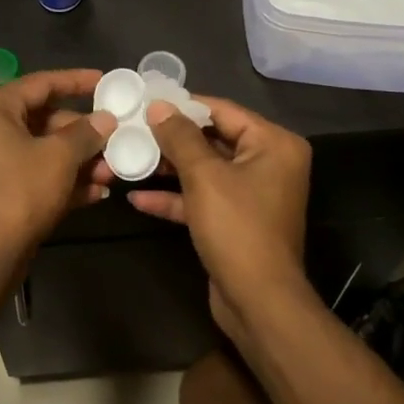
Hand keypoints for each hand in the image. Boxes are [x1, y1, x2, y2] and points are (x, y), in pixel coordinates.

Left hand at [0, 69, 116, 266]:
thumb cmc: (19, 192)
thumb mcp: (60, 157)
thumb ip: (86, 133)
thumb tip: (106, 119)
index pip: (41, 83)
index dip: (77, 81)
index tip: (105, 80)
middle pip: (43, 119)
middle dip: (83, 135)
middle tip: (115, 138)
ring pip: (41, 150)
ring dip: (78, 161)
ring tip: (111, 173)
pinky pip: (34, 174)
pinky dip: (62, 180)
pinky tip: (96, 194)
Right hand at [129, 98, 312, 344]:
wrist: (258, 302)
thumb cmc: (237, 228)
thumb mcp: (204, 176)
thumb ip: (179, 136)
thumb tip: (159, 106)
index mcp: (273, 144)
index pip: (223, 111)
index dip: (184, 105)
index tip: (147, 100)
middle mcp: (268, 163)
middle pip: (213, 139)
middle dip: (172, 138)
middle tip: (133, 127)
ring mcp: (251, 194)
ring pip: (204, 170)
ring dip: (169, 167)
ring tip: (130, 156)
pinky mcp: (235, 220)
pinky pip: (203, 198)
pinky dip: (175, 198)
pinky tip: (137, 199)